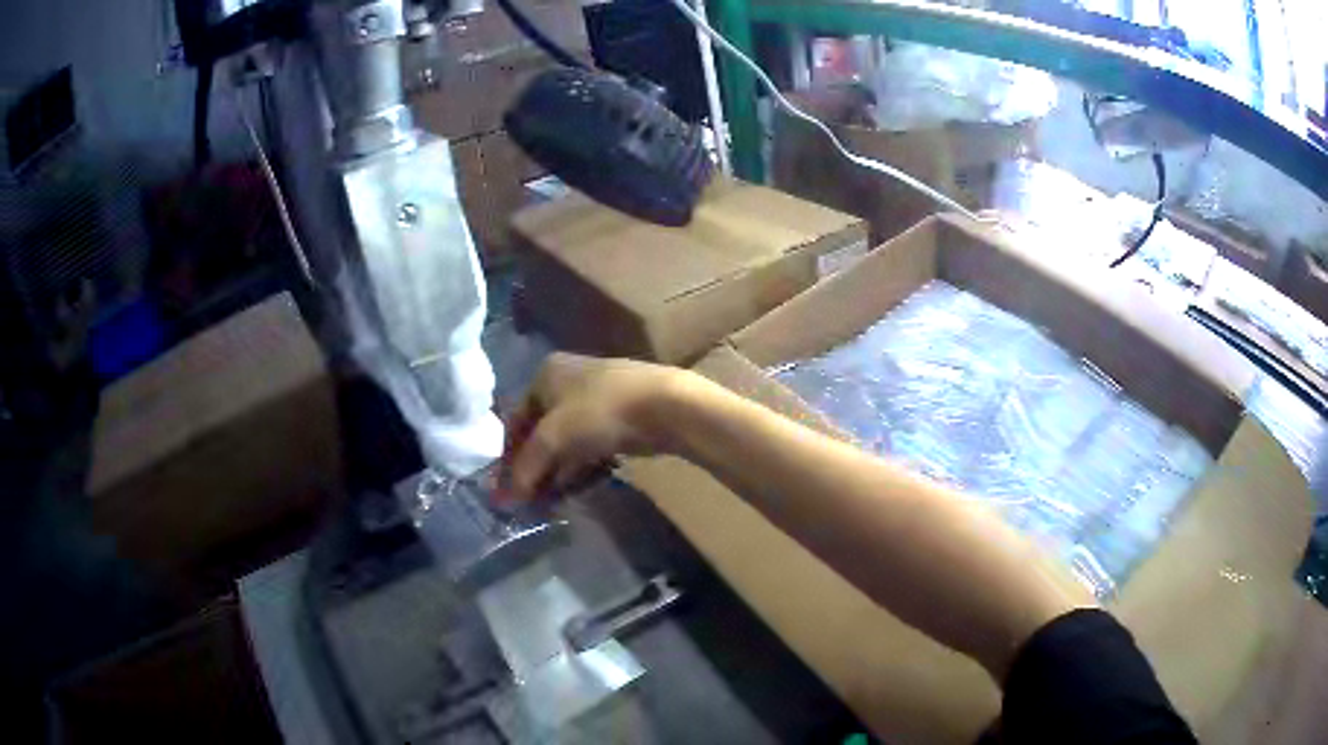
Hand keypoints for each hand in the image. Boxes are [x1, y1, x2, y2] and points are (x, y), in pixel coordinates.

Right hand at [501, 353, 686, 501]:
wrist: (666, 405)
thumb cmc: (600, 412)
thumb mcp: (553, 439)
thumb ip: (527, 467)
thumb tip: (509, 497)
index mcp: (546, 373)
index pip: (516, 419)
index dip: (510, 456)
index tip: (509, 489)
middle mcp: (568, 379)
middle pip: (542, 431)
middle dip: (536, 466)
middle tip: (532, 499)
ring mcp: (597, 397)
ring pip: (568, 440)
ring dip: (558, 470)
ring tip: (554, 499)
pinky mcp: (621, 416)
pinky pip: (591, 444)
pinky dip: (582, 465)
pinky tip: (580, 486)